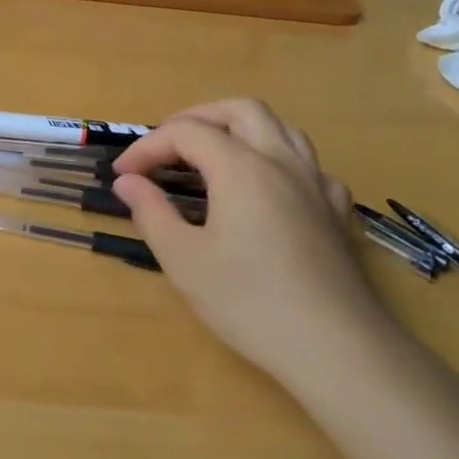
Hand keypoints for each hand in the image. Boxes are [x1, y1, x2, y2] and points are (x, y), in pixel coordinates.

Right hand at [110, 99, 389, 389]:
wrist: (336, 347)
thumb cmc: (249, 302)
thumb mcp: (183, 259)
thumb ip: (151, 212)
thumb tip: (128, 182)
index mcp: (242, 168)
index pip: (186, 133)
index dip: (147, 147)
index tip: (123, 176)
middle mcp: (282, 162)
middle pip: (240, 110)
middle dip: (196, 119)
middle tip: (165, 148)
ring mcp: (316, 184)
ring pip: (280, 128)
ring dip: (238, 130)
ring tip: (210, 157)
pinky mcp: (336, 210)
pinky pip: (305, 163)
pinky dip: (274, 159)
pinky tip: (264, 190)